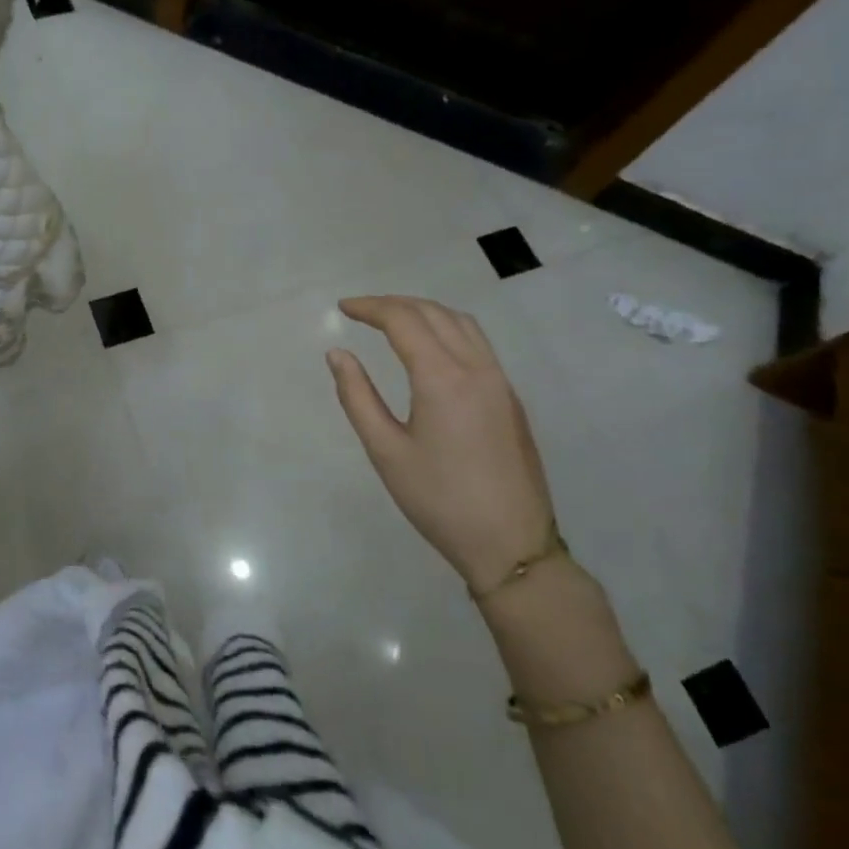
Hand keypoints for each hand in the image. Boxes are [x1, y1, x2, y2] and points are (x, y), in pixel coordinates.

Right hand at [327, 296, 555, 591]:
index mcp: (443, 378)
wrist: (511, 544)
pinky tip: (430, 348)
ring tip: (393, 320)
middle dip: (394, 304)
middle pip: (434, 313)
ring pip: (461, 323)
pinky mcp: (510, 398)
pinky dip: (447, 328)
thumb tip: (338, 354)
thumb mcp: (386, 451)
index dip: (370, 307)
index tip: (343, 308)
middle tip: (361, 311)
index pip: (403, 320)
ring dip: (424, 311)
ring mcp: (499, 381)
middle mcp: (476, 368)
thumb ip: (357, 396)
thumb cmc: (439, 500)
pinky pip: (477, 343)